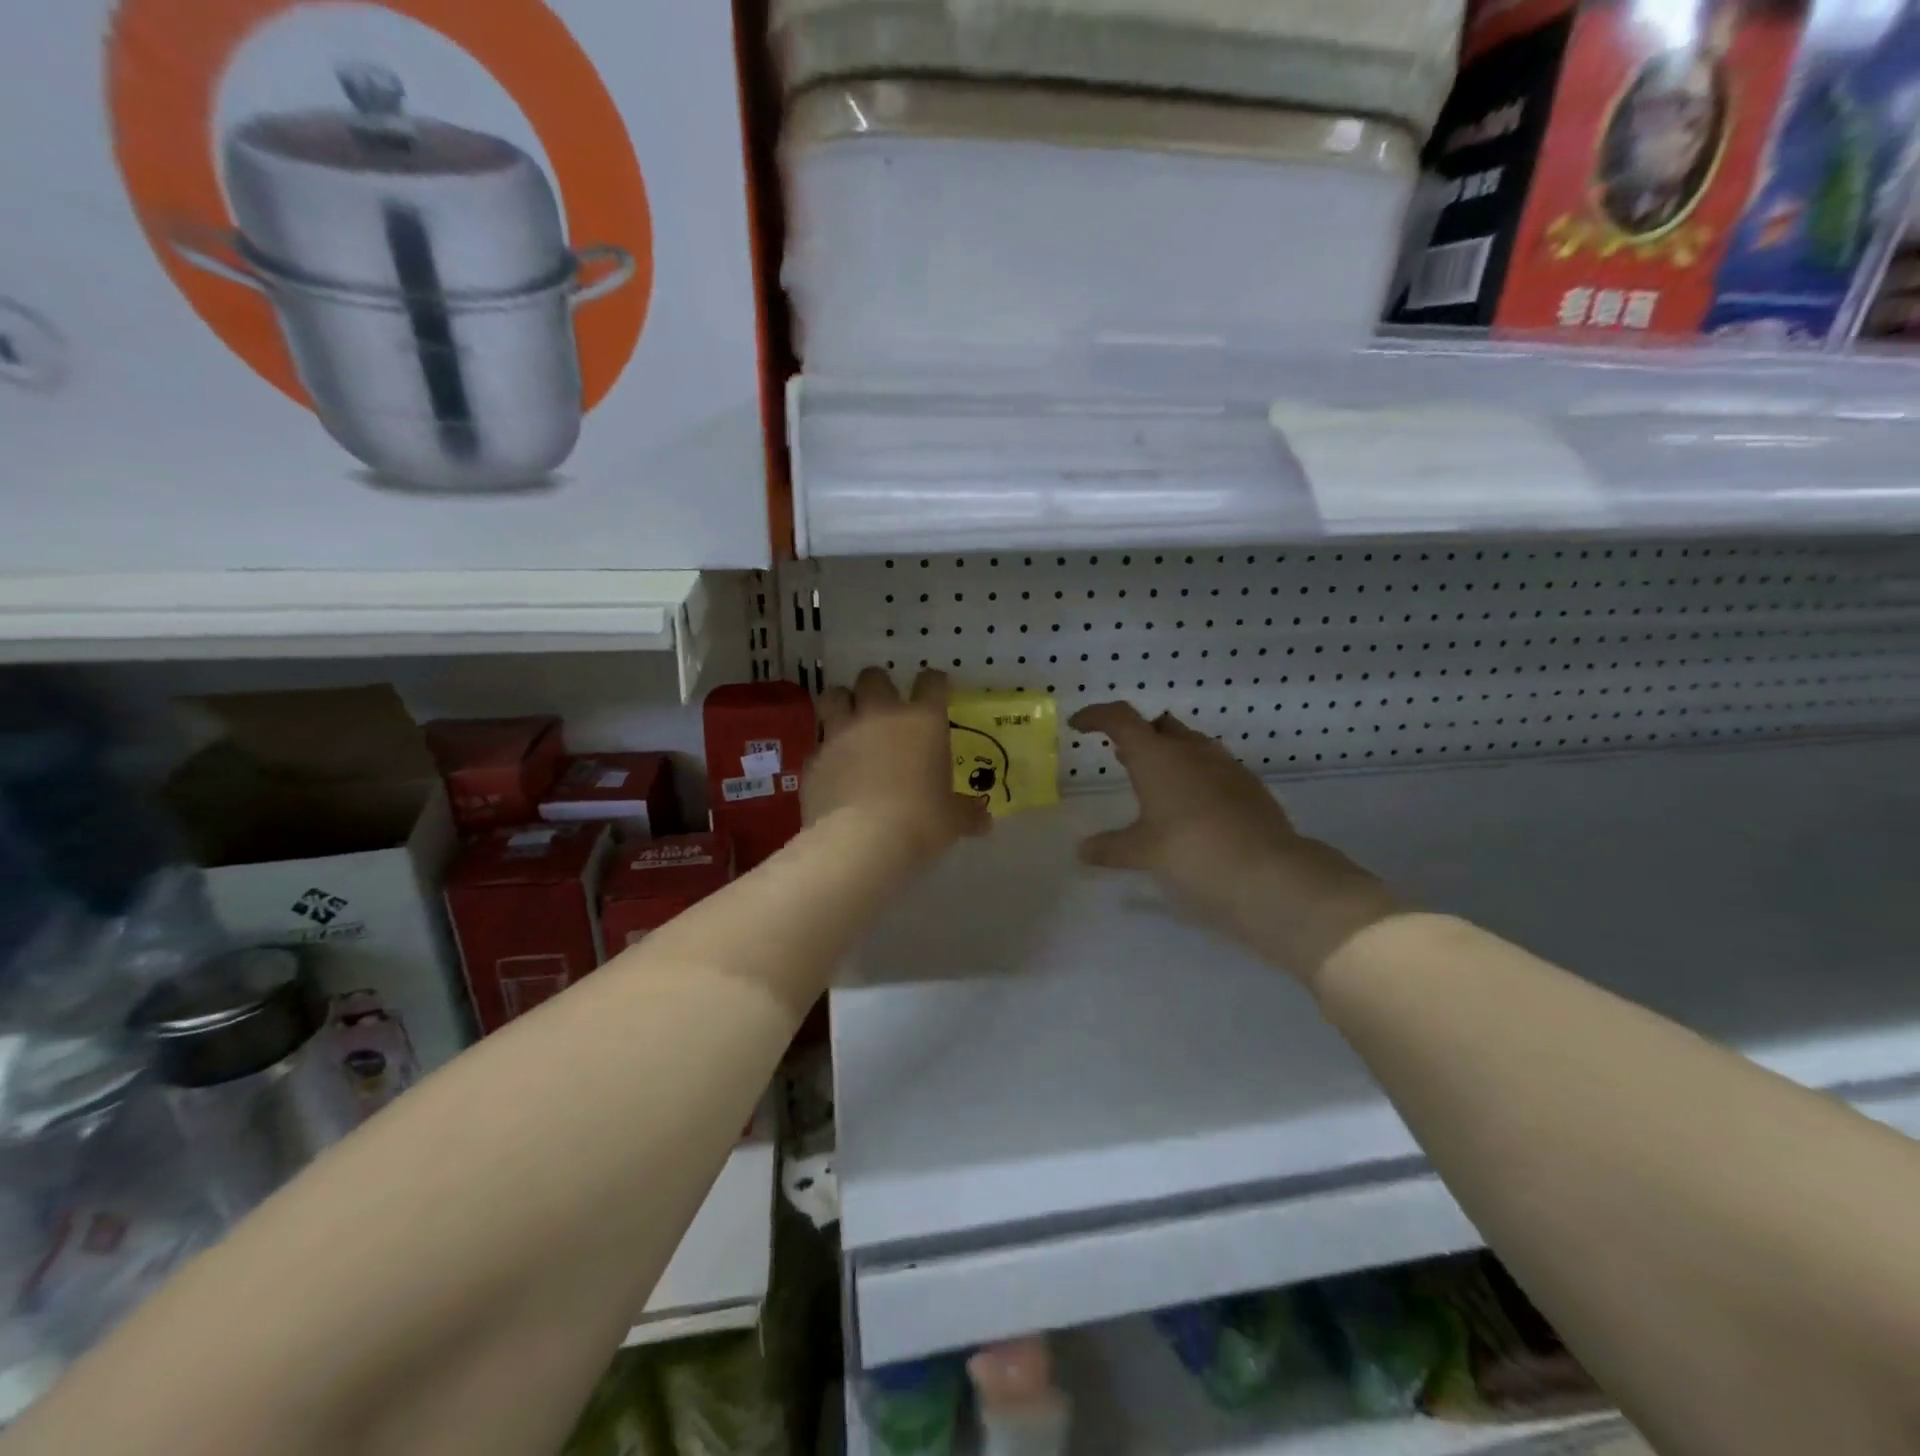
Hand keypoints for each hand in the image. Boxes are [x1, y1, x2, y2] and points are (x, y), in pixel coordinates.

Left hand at [808, 668, 989, 864]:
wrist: (860, 841)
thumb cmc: (919, 822)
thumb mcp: (952, 820)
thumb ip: (967, 813)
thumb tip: (985, 821)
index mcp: (922, 721)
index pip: (931, 682)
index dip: (934, 683)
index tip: (936, 691)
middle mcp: (880, 715)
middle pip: (873, 677)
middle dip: (877, 686)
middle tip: (883, 706)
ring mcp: (841, 733)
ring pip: (834, 696)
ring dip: (841, 703)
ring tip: (848, 720)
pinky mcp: (814, 758)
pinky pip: (817, 743)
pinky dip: (825, 750)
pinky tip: (832, 768)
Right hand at [1069, 703, 1399, 985]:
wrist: (1269, 872)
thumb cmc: (1191, 852)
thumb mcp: (1141, 853)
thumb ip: (1109, 848)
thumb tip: (1082, 851)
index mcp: (1156, 756)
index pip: (1119, 718)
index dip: (1096, 716)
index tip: (1079, 725)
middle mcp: (1190, 749)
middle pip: (1158, 726)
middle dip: (1137, 735)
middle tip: (1120, 756)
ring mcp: (1224, 764)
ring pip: (1189, 744)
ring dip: (1168, 754)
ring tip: (1154, 781)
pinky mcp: (1248, 785)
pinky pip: (1213, 767)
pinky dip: (1194, 775)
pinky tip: (1191, 806)